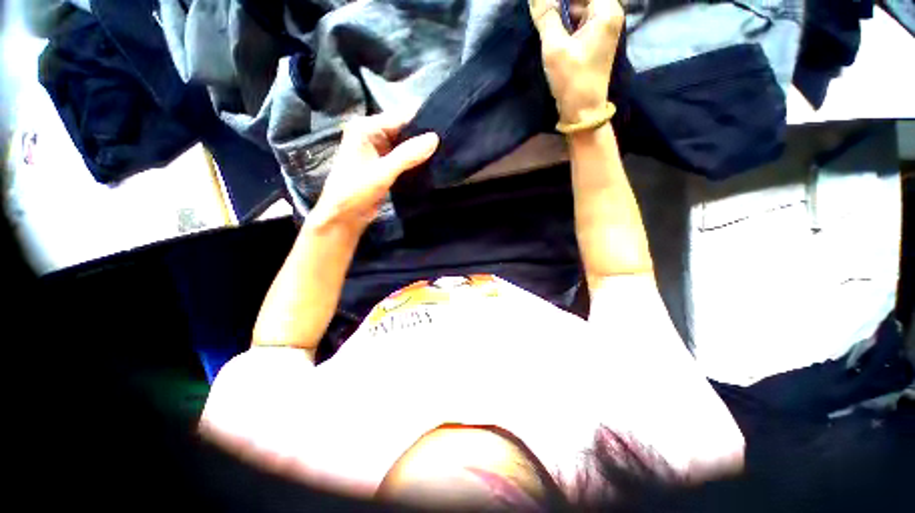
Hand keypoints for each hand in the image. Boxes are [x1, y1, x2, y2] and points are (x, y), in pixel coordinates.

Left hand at [309, 111, 438, 231]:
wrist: (343, 217)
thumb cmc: (355, 192)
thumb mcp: (382, 172)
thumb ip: (408, 155)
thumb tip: (435, 138)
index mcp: (366, 127)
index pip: (401, 117)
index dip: (423, 121)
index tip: (448, 128)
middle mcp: (373, 134)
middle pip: (405, 129)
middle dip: (424, 136)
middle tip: (449, 142)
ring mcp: (379, 150)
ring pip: (406, 145)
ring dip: (421, 150)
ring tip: (446, 152)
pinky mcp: (385, 165)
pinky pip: (405, 158)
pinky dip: (416, 161)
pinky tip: (433, 164)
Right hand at [529, 0, 623, 125]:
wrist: (582, 111)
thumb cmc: (572, 80)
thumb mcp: (555, 47)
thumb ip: (546, 16)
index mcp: (606, 10)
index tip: (545, 6)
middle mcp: (609, 13)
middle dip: (560, 4)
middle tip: (542, 13)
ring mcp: (602, 27)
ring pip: (578, 7)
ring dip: (560, 13)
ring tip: (544, 21)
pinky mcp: (594, 39)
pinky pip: (578, 20)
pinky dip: (564, 22)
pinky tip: (551, 30)